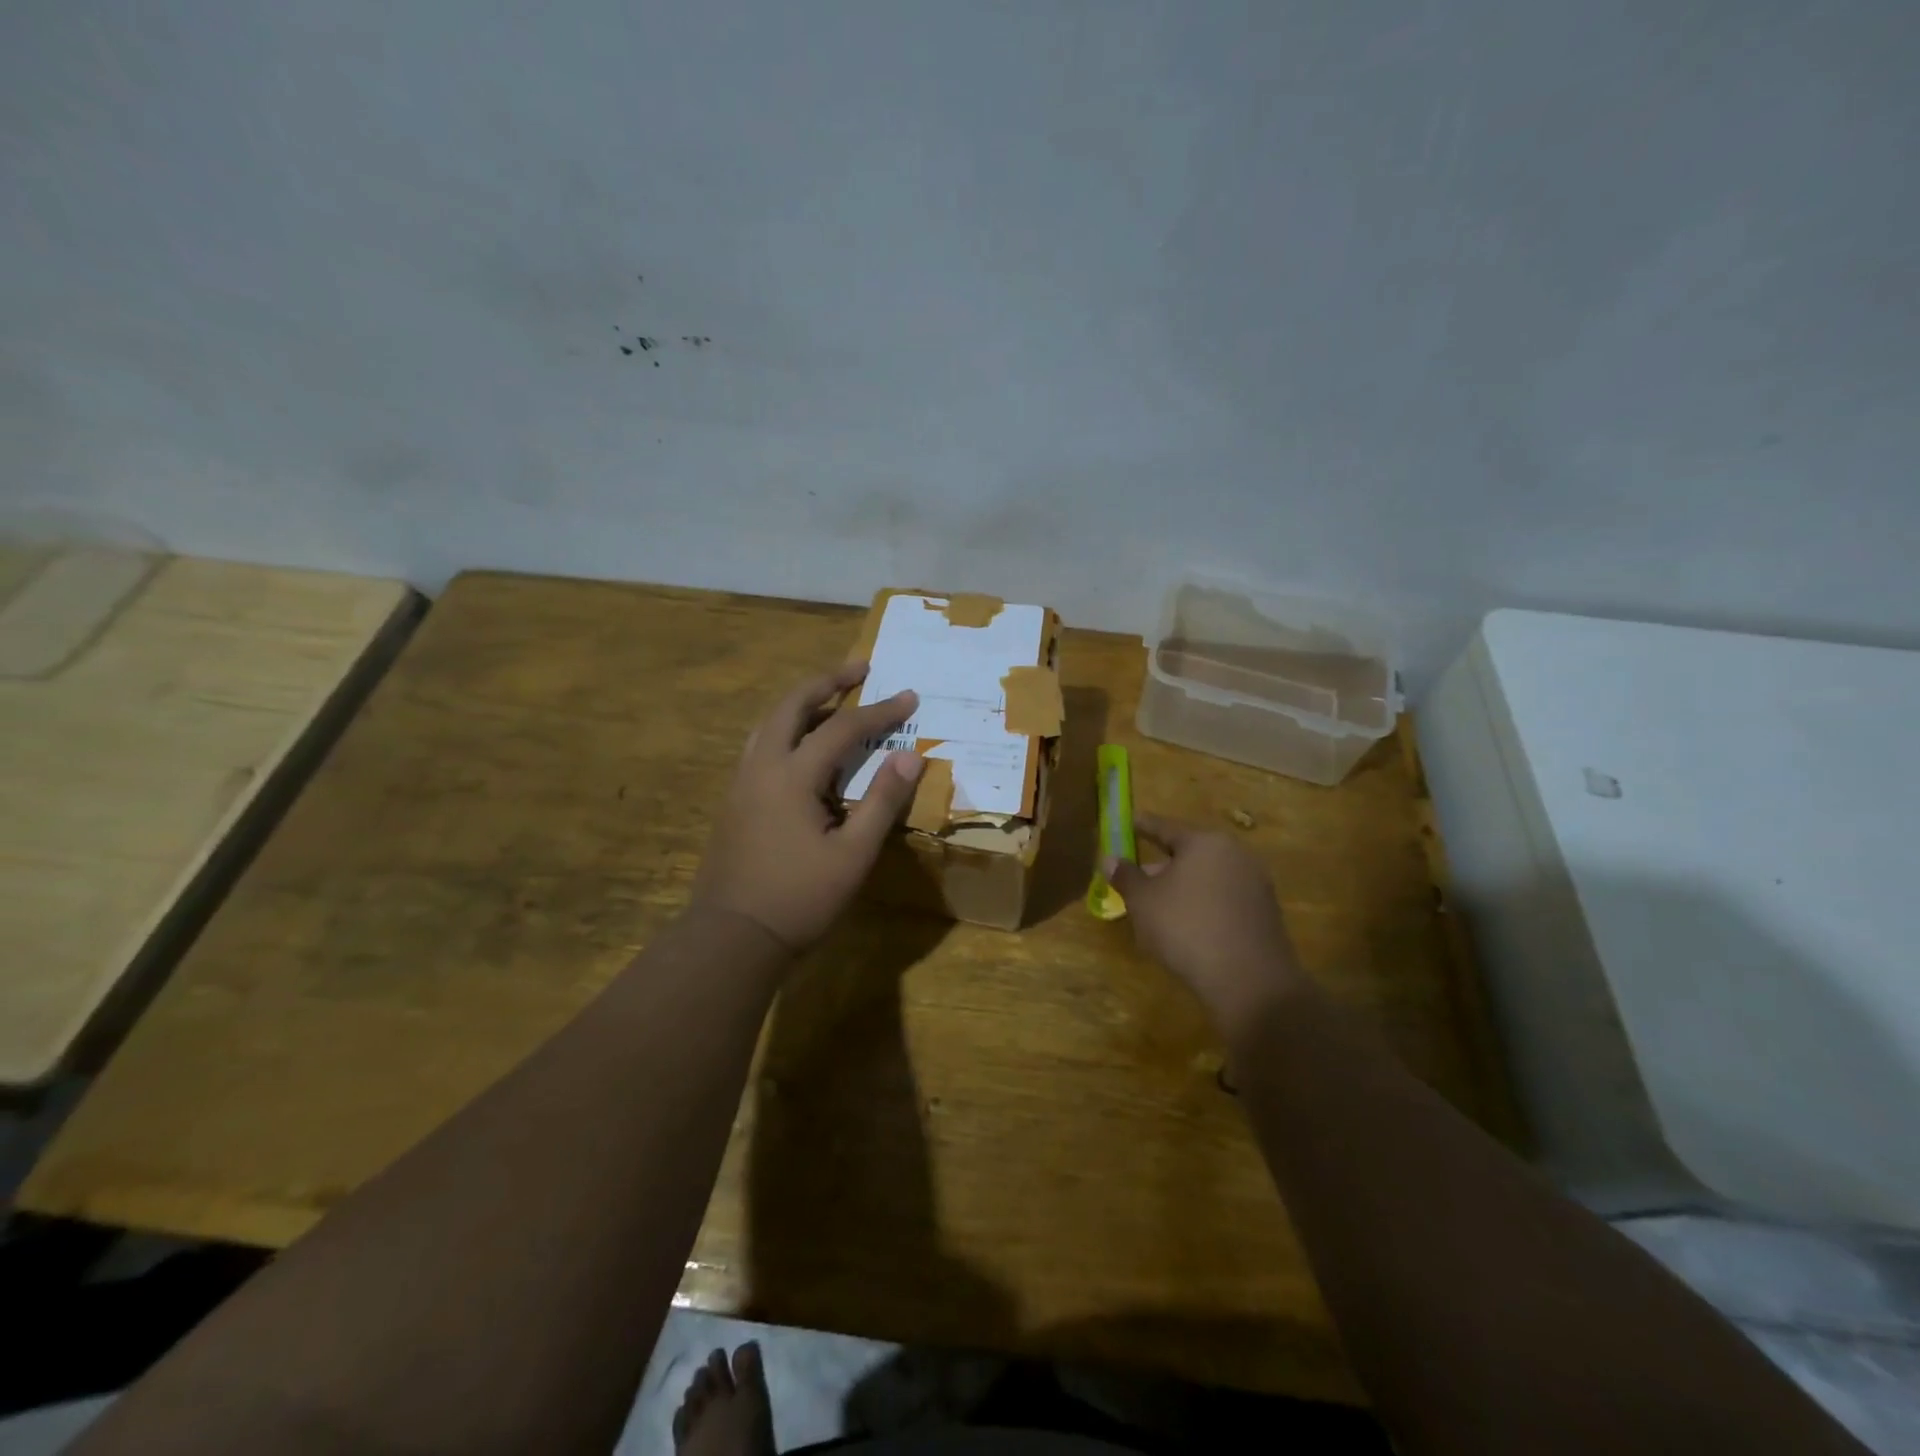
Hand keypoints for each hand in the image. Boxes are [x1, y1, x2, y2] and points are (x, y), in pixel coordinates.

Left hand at [691, 663, 924, 953]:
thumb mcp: (853, 854)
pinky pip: (762, 745)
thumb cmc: (799, 898)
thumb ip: (882, 801)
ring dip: (802, 702)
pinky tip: (803, 745)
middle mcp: (760, 766)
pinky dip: (788, 728)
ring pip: (770, 723)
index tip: (909, 696)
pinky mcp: (734, 800)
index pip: (841, 728)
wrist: (732, 937)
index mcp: (790, 776)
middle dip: (827, 681)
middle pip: (791, 706)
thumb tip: (911, 755)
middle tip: (859, 667)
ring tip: (832, 697)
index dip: (879, 711)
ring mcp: (741, 782)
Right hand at [1107, 814, 1311, 1036]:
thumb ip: (1125, 876)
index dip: (1142, 826)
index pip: (1165, 827)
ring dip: (1182, 887)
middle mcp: (1235, 854)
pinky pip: (1224, 899)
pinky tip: (1187, 926)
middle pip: (1189, 852)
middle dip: (1162, 864)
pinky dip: (1203, 904)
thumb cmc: (1187, 928)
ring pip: (1207, 877)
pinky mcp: (1265, 913)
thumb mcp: (1143, 902)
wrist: (1250, 981)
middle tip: (1137, 876)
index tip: (1128, 823)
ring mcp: (1255, 883)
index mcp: (1204, 842)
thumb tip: (1109, 858)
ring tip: (1158, 907)